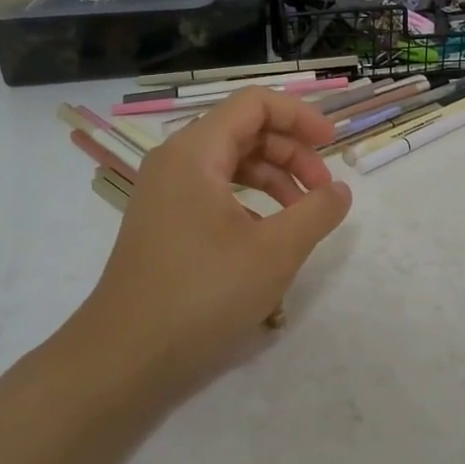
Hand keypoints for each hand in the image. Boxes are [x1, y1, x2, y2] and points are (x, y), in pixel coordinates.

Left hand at [79, 88, 351, 398]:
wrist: (124, 359)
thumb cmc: (202, 294)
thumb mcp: (275, 251)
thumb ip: (317, 212)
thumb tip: (340, 190)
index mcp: (195, 153)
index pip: (254, 104)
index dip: (299, 115)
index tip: (333, 144)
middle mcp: (175, 162)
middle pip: (244, 131)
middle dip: (292, 152)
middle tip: (323, 190)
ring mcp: (165, 194)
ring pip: (231, 164)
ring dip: (274, 179)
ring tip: (303, 215)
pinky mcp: (165, 224)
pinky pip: (215, 193)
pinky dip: (250, 202)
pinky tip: (269, 236)